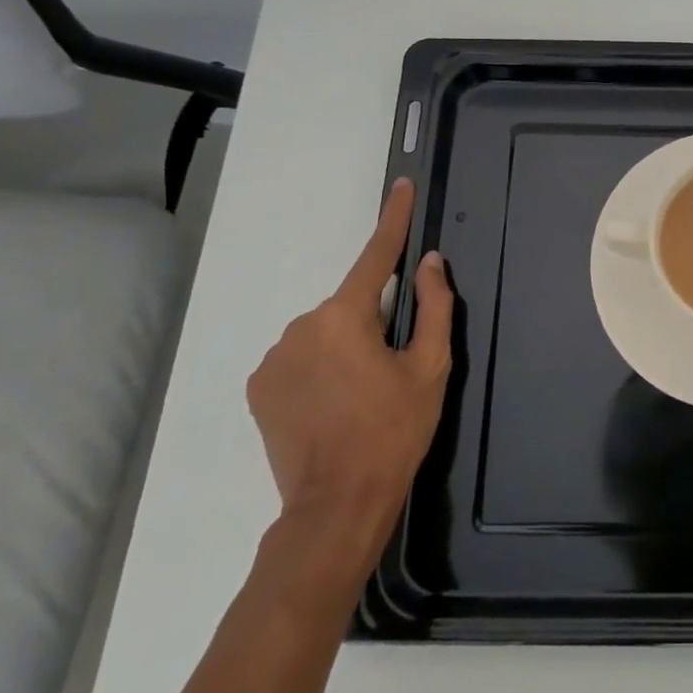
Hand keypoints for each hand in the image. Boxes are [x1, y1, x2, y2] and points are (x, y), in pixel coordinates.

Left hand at [245, 178, 453, 582]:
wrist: (336, 505)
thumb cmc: (393, 432)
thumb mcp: (430, 368)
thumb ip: (434, 307)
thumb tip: (429, 263)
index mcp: (344, 317)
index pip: (375, 256)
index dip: (393, 220)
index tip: (401, 187)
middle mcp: (301, 326)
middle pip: (350, 305)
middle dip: (373, 321)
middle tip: (392, 369)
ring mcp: (273, 357)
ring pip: (324, 332)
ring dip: (346, 346)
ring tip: (361, 396)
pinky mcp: (259, 386)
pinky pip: (300, 357)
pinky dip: (320, 367)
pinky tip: (333, 405)